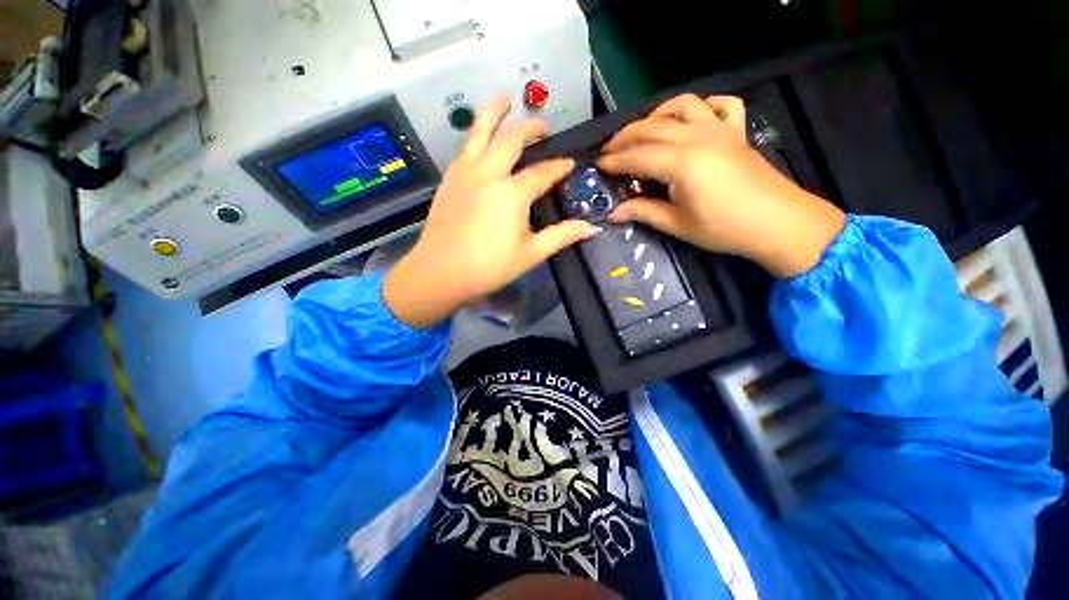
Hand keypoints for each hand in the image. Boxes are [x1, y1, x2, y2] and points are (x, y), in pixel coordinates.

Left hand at [384, 97, 599, 328]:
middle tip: (543, 126)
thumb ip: (561, 237)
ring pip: (480, 132)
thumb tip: (591, 229)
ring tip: (505, 99)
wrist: (439, 273)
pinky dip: (475, 135)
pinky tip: (480, 138)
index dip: (559, 167)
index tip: (570, 164)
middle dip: (530, 129)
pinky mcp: (449, 179)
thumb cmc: (488, 267)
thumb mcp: (530, 254)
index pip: (543, 173)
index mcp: (512, 194)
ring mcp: (465, 173)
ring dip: (495, 113)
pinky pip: (465, 148)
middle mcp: (488, 174)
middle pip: (512, 141)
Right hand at [599, 94, 846, 278]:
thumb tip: (614, 213)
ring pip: (682, 105)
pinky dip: (703, 105)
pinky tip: (692, 118)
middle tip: (609, 150)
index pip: (637, 156)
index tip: (598, 166)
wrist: (778, 223)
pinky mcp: (736, 130)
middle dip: (625, 137)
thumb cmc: (724, 228)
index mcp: (682, 163)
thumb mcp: (678, 224)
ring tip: (643, 130)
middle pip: (652, 126)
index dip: (614, 161)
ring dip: (657, 114)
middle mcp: (698, 137)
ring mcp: (720, 129)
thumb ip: (644, 212)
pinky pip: (720, 104)